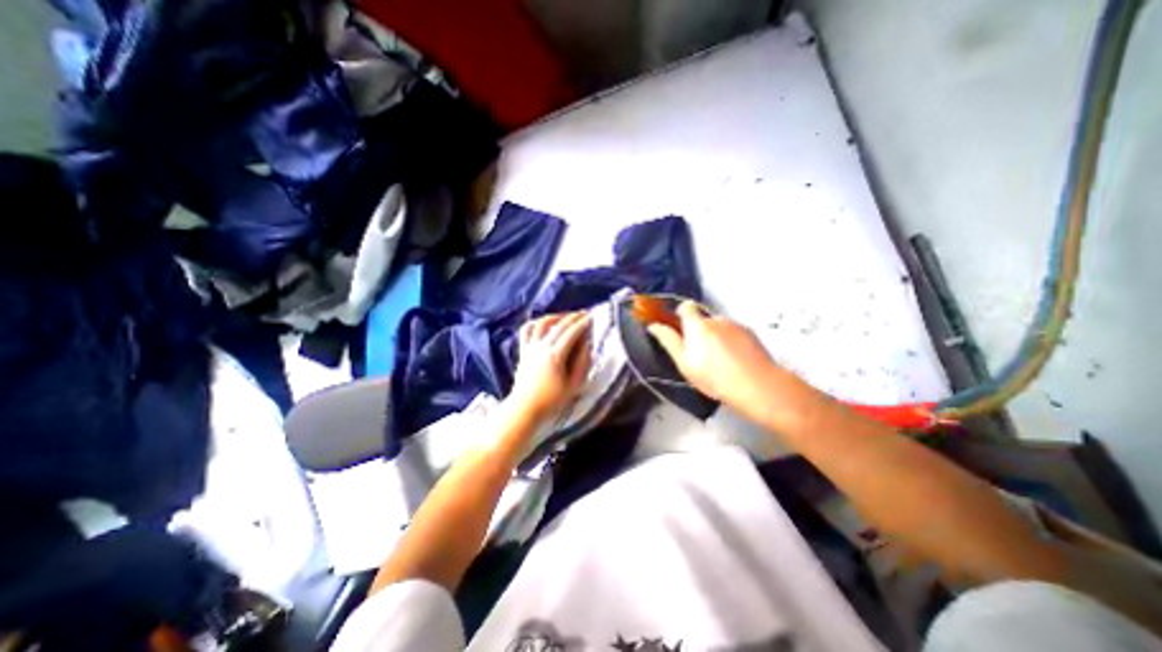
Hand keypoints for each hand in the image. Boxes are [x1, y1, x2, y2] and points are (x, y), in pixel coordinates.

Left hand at [511, 311, 594, 423]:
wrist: (525, 408)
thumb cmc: (552, 400)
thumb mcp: (574, 385)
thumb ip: (582, 362)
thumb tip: (587, 344)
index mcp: (555, 355)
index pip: (572, 333)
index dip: (583, 323)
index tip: (592, 317)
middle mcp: (542, 346)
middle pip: (559, 325)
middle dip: (573, 317)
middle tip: (584, 314)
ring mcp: (530, 347)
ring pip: (542, 323)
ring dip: (555, 317)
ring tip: (565, 317)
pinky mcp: (523, 350)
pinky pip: (526, 330)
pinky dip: (535, 323)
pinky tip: (543, 324)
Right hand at [650, 303, 773, 405]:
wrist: (757, 386)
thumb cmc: (714, 377)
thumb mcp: (684, 363)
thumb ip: (669, 341)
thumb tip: (654, 326)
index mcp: (697, 325)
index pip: (686, 306)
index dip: (681, 314)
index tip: (680, 330)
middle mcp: (716, 319)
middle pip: (702, 320)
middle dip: (699, 333)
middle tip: (700, 356)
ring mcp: (735, 325)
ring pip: (719, 327)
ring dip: (715, 338)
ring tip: (720, 363)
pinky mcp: (751, 333)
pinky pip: (733, 333)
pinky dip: (731, 342)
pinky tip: (735, 361)